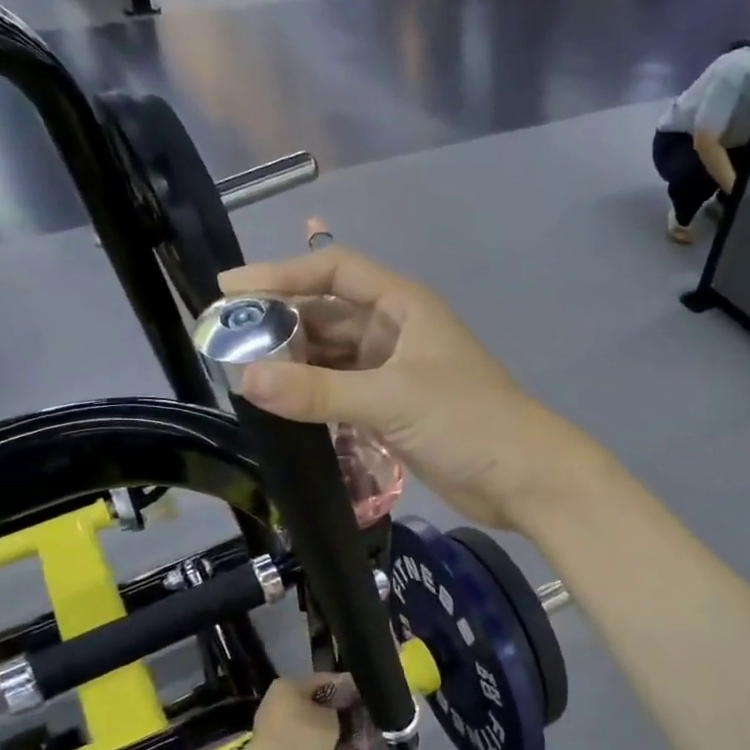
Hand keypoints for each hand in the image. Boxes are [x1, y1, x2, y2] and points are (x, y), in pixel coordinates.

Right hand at [217, 249, 583, 529]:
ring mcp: (396, 373)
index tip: (229, 289)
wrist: (524, 478)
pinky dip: (315, 397)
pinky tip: (282, 407)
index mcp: (403, 307)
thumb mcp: (391, 399)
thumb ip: (319, 391)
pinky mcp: (396, 410)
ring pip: (334, 357)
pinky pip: (343, 393)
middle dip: (281, 324)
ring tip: (242, 376)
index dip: (281, 274)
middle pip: (329, 314)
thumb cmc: (467, 422)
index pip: (334, 271)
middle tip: (225, 342)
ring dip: (295, 364)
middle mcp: (397, 332)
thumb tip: (244, 379)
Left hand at [249, 673, 373, 749]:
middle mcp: (280, 703)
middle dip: (341, 718)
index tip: (365, 699)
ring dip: (334, 739)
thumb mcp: (331, 717)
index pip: (325, 680)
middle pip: (318, 706)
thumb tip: (344, 709)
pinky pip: (306, 748)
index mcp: (289, 686)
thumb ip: (341, 709)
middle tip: (363, 727)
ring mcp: (277, 730)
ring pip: (313, 730)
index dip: (348, 689)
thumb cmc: (303, 737)